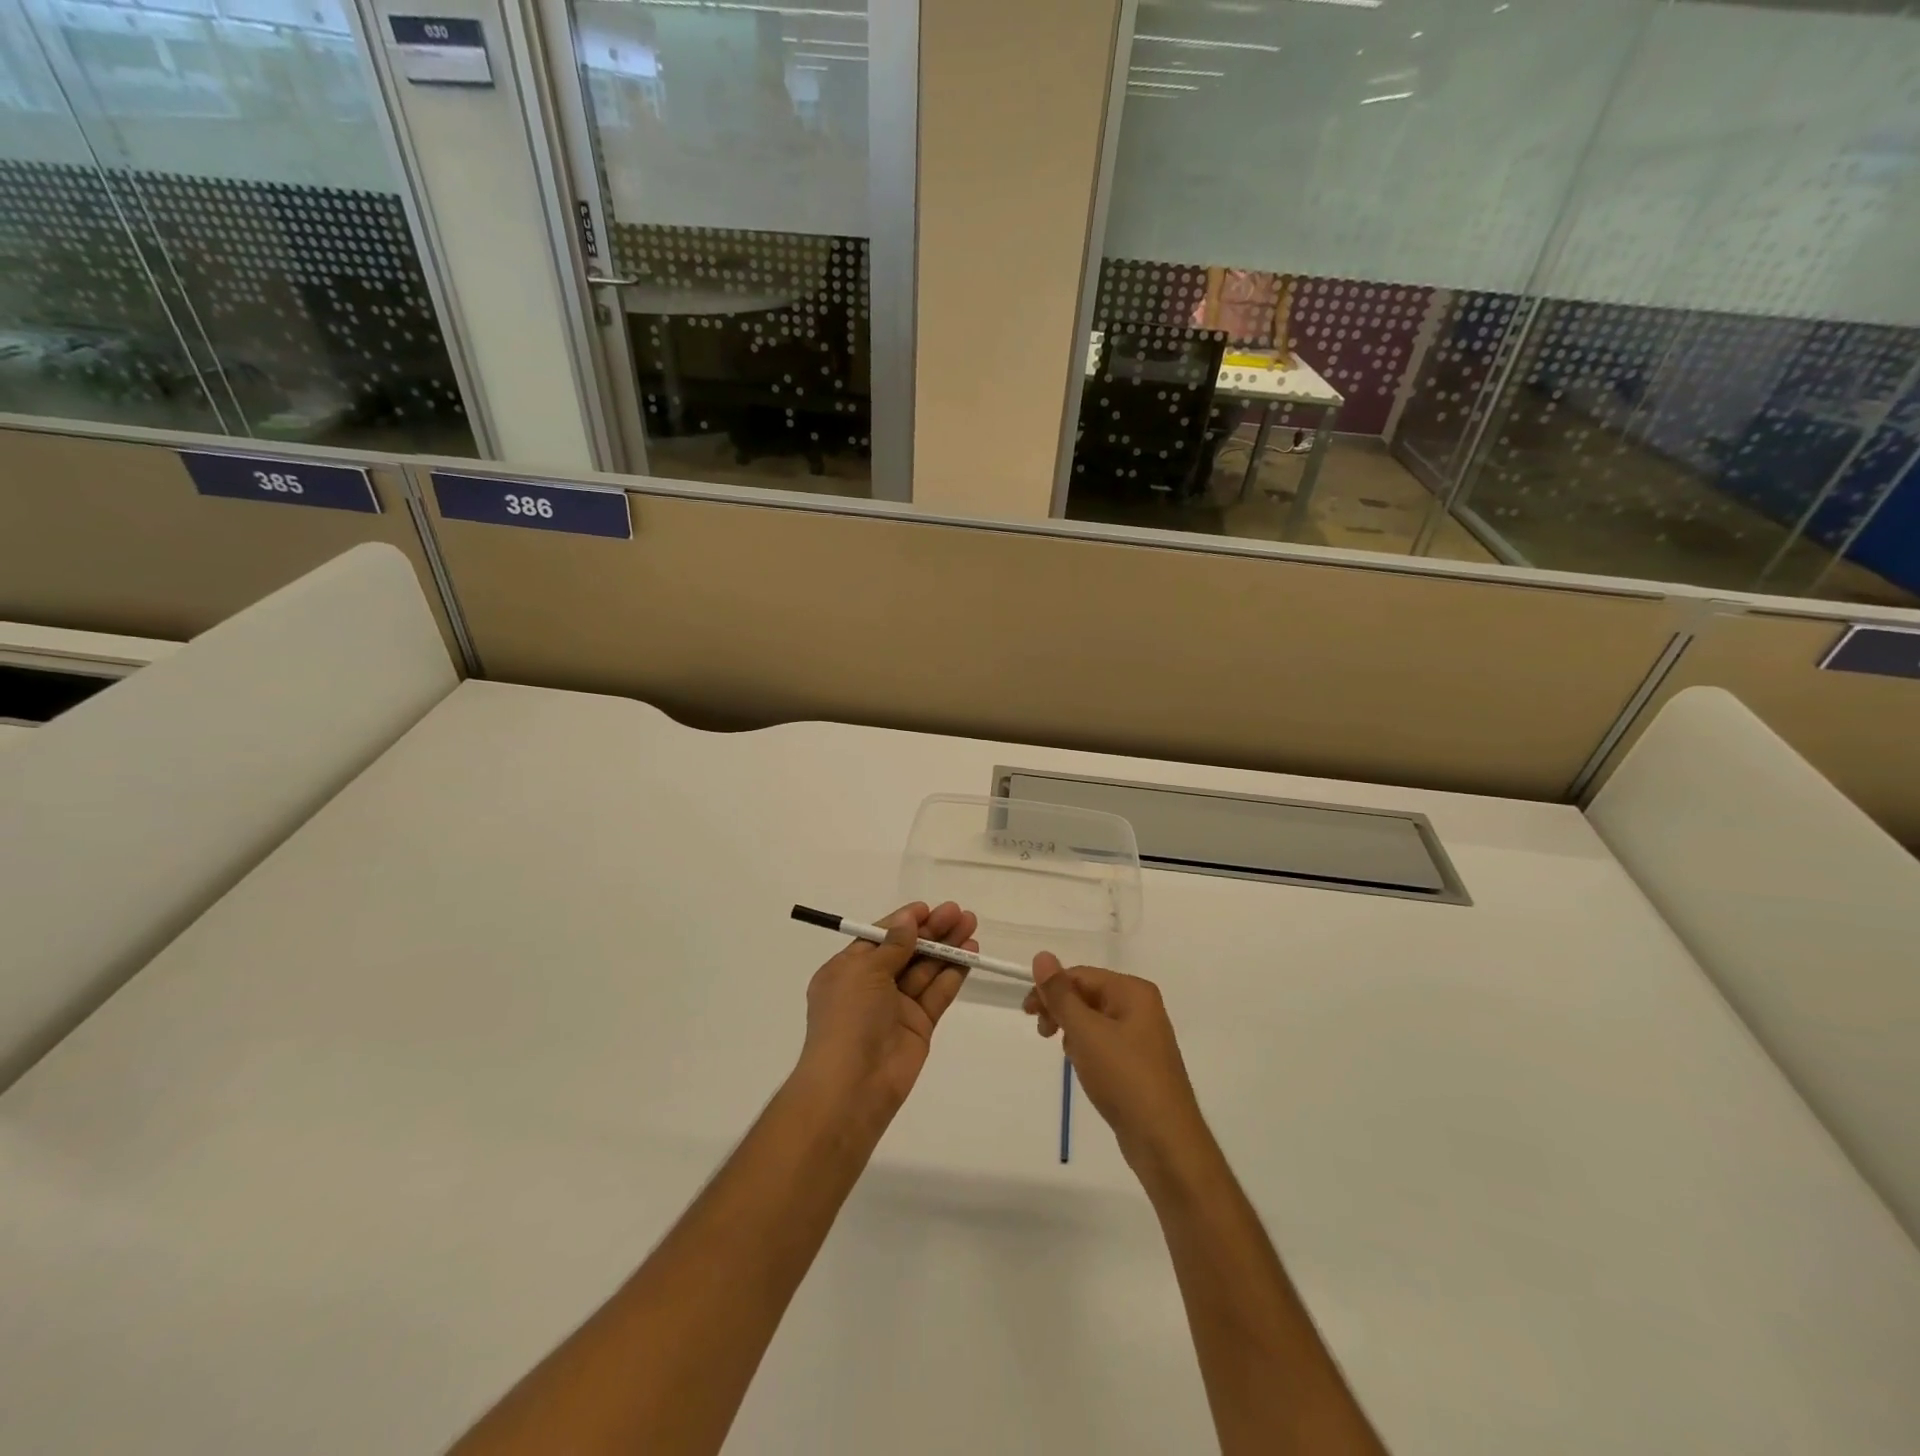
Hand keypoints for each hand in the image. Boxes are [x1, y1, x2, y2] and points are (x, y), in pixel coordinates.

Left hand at [798, 901, 978, 1121]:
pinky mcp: (919, 1025)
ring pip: (926, 969)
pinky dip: (953, 974)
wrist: (852, 1086)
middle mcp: (872, 986)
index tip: (928, 908)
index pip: (879, 937)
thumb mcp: (864, 972)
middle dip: (932, 931)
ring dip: (947, 948)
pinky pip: (937, 993)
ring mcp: (897, 1006)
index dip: (904, 922)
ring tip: (971, 926)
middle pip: (907, 950)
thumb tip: (908, 920)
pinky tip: (970, 955)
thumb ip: (893, 945)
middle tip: (959, 913)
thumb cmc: (848, 1019)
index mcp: (848, 970)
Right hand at [1025, 953, 1206, 1171]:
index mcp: (1133, 991)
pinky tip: (1083, 1068)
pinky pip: (1104, 1043)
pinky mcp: (1138, 1063)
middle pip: (1088, 995)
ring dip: (1073, 1032)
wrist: (1164, 1141)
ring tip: (1069, 1056)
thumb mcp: (1086, 1032)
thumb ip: (1061, 994)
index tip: (1027, 1013)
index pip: (1081, 975)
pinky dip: (1087, 1050)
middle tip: (1042, 1034)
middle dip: (1062, 1011)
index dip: (1051, 989)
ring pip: (1094, 1020)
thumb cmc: (1124, 1078)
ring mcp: (1142, 1036)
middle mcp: (1140, 1007)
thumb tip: (1042, 955)